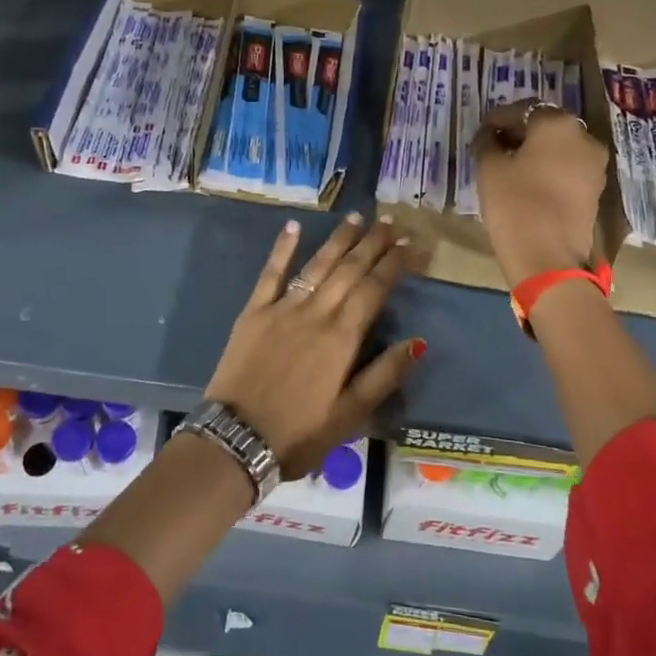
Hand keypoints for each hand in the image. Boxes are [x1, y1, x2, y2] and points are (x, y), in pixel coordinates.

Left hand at [204, 214, 423, 478]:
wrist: (237, 439)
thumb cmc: (299, 432)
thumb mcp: (351, 415)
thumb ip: (384, 375)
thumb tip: (418, 341)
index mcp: (342, 338)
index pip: (374, 289)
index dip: (394, 264)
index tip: (410, 243)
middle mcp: (316, 314)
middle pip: (349, 270)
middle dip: (372, 243)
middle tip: (389, 221)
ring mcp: (282, 308)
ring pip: (317, 265)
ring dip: (338, 239)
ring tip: (356, 217)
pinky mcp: (253, 312)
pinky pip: (271, 273)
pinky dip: (283, 248)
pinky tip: (294, 226)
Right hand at [471, 100, 609, 287]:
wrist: (549, 258)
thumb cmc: (514, 205)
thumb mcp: (489, 168)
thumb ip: (487, 142)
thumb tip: (489, 135)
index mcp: (557, 123)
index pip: (522, 110)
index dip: (498, 119)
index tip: (482, 131)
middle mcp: (583, 136)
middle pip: (545, 125)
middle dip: (520, 131)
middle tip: (494, 145)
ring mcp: (594, 164)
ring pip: (559, 146)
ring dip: (535, 150)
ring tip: (510, 164)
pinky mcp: (595, 188)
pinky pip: (568, 166)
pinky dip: (549, 167)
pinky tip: (528, 180)